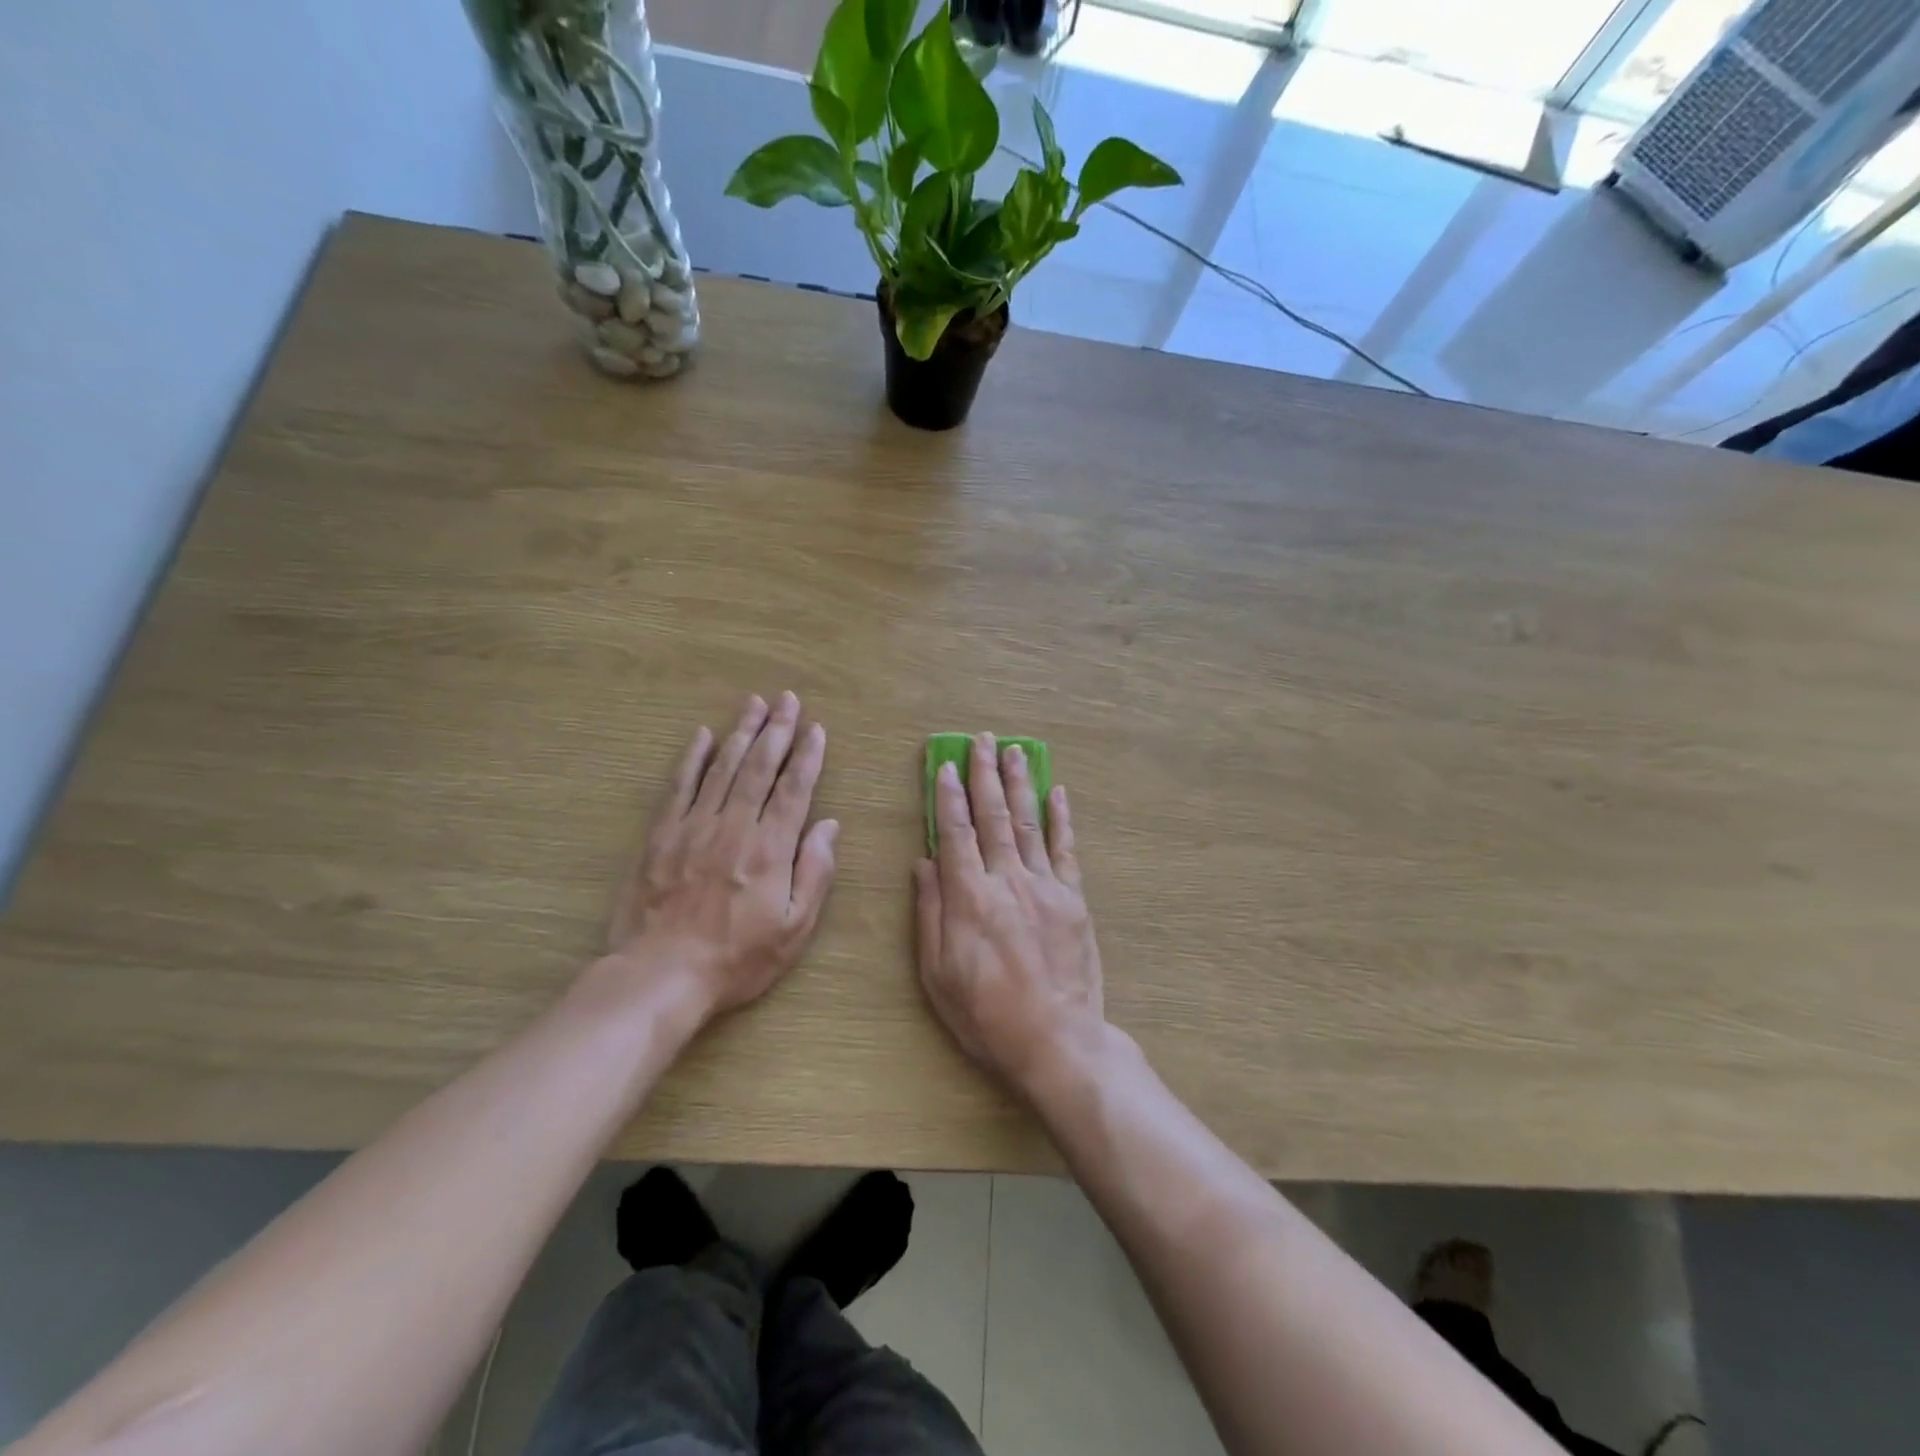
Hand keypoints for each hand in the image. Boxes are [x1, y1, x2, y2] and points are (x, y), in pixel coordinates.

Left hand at [608, 692, 838, 1018]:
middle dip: (777, 730)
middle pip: (759, 767)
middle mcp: (734, 827)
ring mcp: (694, 827)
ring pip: (723, 768)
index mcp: (771, 850)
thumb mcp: (794, 929)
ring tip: (754, 704)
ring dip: (741, 732)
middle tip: (787, 699)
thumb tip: (829, 826)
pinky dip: (692, 758)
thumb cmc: (737, 958)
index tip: (816, 729)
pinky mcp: (661, 836)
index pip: (794, 790)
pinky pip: (679, 786)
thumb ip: (815, 873)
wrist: (661, 976)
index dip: (807, 756)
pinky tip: (703, 736)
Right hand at [914, 732, 1106, 1097]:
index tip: (948, 765)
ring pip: (1029, 823)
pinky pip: (1065, 850)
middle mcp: (1008, 881)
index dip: (950, 796)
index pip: (956, 832)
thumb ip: (929, 913)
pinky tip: (1057, 792)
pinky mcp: (1074, 899)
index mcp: (969, 898)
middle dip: (986, 775)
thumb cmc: (986, 1015)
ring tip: (1015, 751)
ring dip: (1020, 784)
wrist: (1056, 1042)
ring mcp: (1045, 887)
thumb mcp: (937, 974)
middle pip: (993, 817)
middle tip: (983, 740)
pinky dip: (1061, 819)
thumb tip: (923, 863)